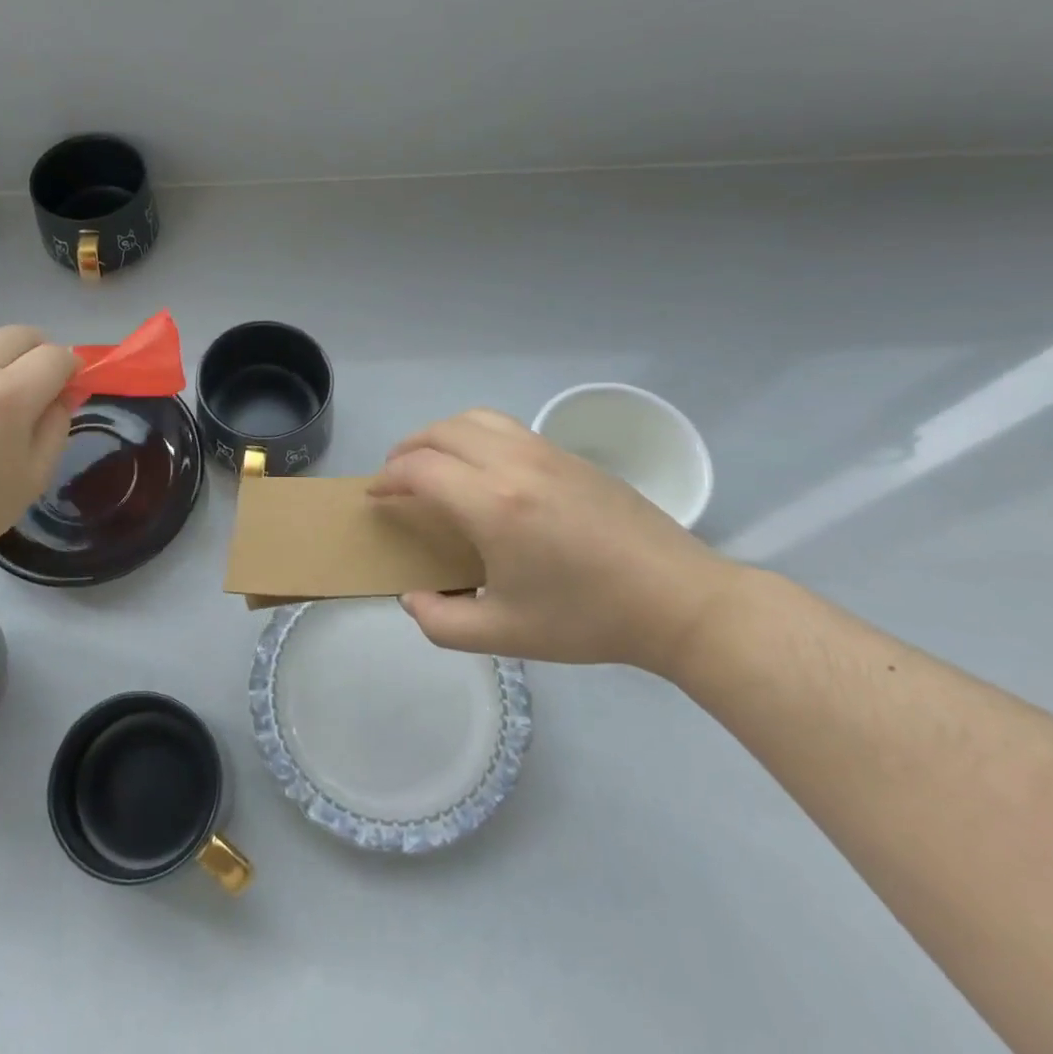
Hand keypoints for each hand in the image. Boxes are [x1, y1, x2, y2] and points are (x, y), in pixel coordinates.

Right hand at [370, 409, 744, 673]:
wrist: (677, 600)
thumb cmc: (587, 619)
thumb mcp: (504, 635)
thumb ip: (441, 622)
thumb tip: (413, 597)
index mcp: (491, 504)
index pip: (418, 469)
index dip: (387, 479)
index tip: (375, 497)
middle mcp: (512, 464)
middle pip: (440, 432)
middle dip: (406, 449)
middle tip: (395, 477)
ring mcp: (545, 452)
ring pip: (475, 419)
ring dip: (440, 434)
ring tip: (432, 462)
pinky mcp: (569, 454)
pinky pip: (506, 428)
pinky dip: (475, 436)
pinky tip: (482, 469)